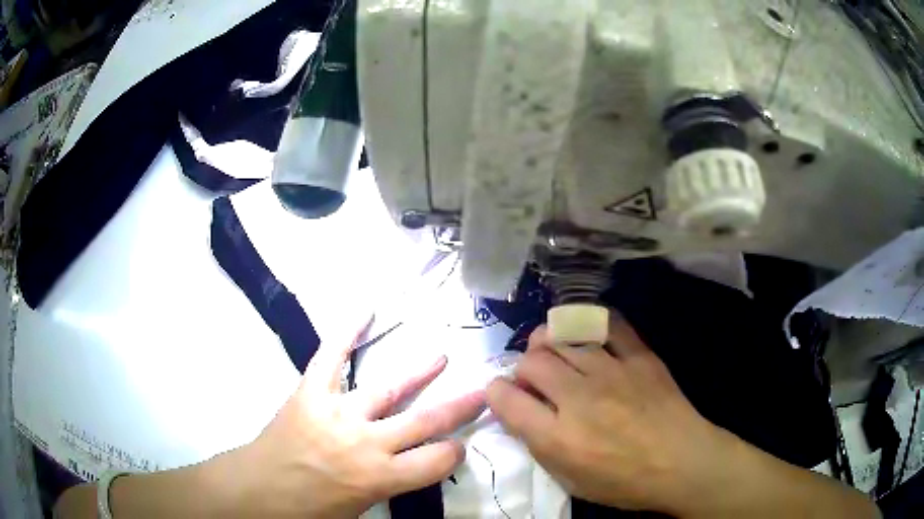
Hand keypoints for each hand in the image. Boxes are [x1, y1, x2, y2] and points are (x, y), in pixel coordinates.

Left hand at [229, 321, 485, 517]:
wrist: (260, 489)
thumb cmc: (311, 508)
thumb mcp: (361, 506)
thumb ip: (391, 483)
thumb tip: (413, 465)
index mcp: (380, 477)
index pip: (438, 461)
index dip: (454, 453)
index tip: (458, 446)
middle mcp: (366, 442)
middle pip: (425, 421)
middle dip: (460, 407)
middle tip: (483, 390)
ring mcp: (338, 412)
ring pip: (388, 388)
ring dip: (418, 372)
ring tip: (440, 358)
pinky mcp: (312, 392)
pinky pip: (332, 356)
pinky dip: (348, 332)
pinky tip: (366, 309)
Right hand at [485, 315, 738, 514]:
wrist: (683, 462)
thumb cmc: (625, 482)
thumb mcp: (571, 481)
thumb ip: (540, 447)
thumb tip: (520, 415)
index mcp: (557, 437)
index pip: (505, 398)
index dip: (495, 391)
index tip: (502, 393)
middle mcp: (578, 398)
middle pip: (531, 361)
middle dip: (523, 366)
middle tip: (534, 377)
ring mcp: (611, 372)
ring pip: (563, 337)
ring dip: (549, 341)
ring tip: (553, 349)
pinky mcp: (639, 356)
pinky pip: (607, 324)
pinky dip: (590, 323)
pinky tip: (587, 332)